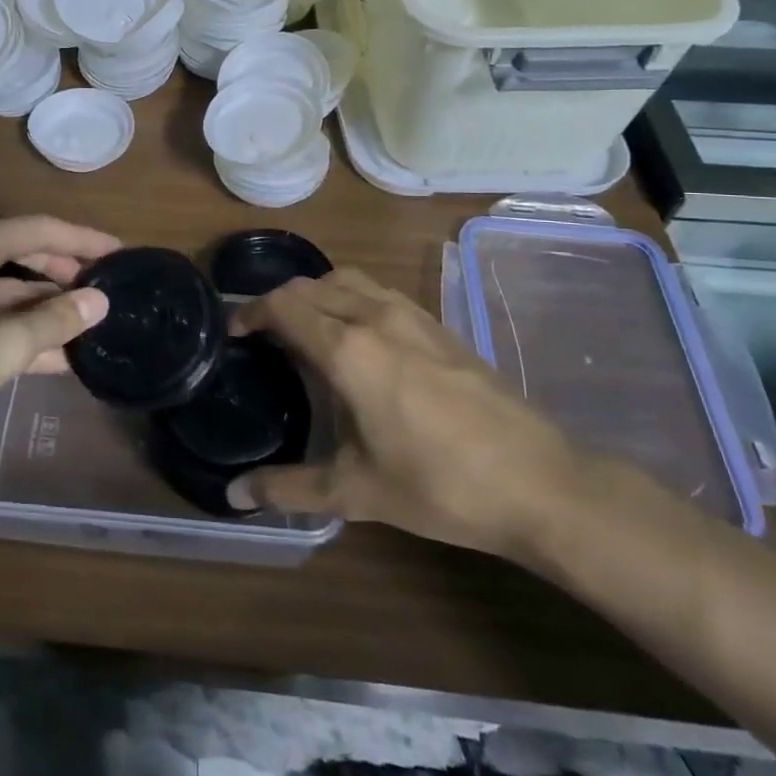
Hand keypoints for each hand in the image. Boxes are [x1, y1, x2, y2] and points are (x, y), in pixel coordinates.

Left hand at [0, 214, 117, 446]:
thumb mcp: (6, 344)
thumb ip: (57, 319)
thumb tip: (100, 300)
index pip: (42, 229)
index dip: (85, 241)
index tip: (120, 253)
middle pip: (24, 253)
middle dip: (65, 275)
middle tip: (104, 292)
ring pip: (7, 288)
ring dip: (44, 308)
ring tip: (86, 328)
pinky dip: (18, 328)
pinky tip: (51, 356)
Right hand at [226, 269, 583, 560]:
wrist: (541, 484)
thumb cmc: (441, 486)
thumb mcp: (357, 492)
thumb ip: (289, 487)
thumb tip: (234, 495)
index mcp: (348, 350)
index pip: (284, 306)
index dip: (251, 312)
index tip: (234, 334)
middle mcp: (375, 318)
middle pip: (311, 285)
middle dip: (278, 301)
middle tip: (262, 334)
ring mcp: (412, 317)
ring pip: (348, 280)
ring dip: (316, 293)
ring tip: (306, 328)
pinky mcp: (440, 326)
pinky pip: (379, 292)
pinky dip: (351, 298)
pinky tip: (359, 338)